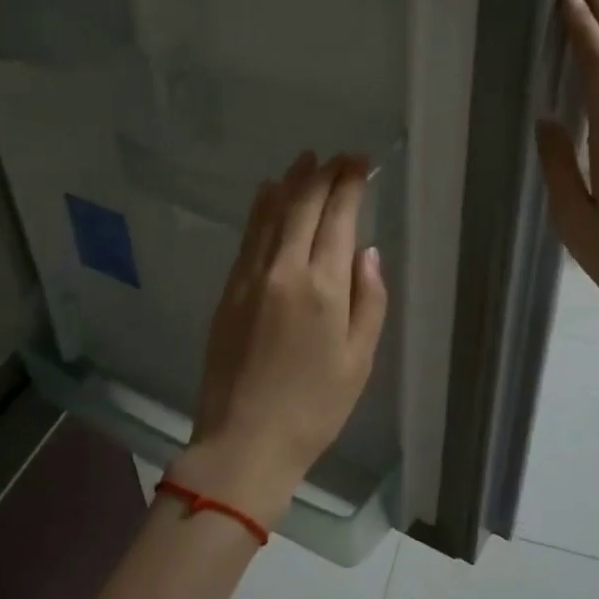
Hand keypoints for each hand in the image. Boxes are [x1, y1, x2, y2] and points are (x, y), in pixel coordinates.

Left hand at [171, 152, 388, 525]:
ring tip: (306, 161)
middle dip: (323, 174)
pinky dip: (261, 209)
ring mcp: (250, 277)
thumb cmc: (314, 408)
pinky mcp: (228, 290)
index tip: (359, 162)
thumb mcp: (359, 360)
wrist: (244, 441)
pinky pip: (248, 236)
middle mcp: (284, 270)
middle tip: (339, 157)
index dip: (349, 184)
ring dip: (291, 182)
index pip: (338, 218)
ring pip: (271, 214)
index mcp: (323, 288)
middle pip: (303, 206)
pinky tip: (269, 194)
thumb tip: (367, 252)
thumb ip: (369, 301)